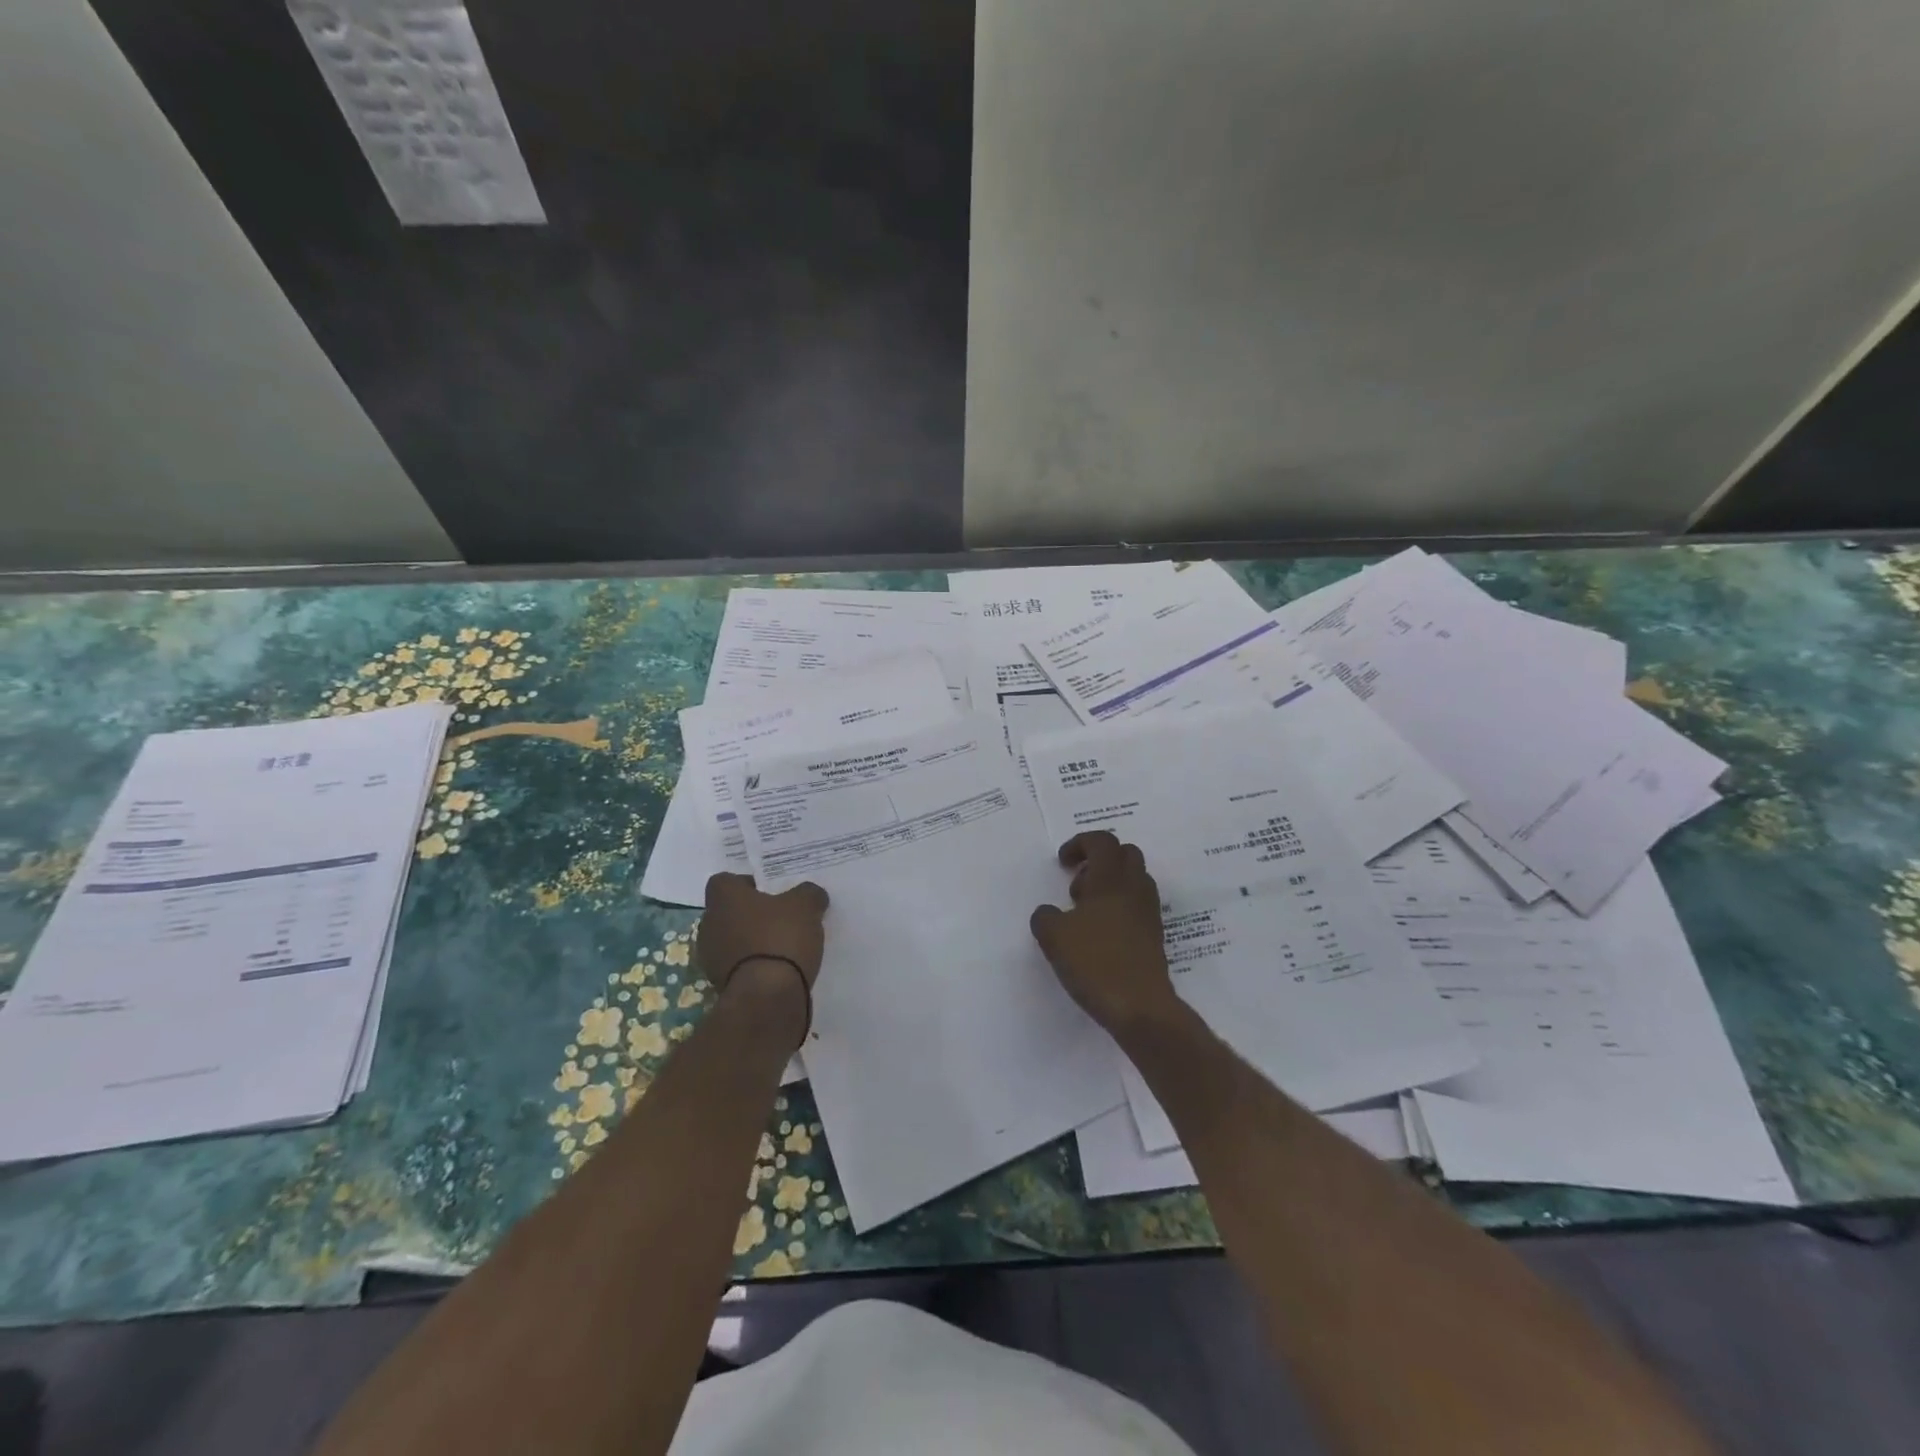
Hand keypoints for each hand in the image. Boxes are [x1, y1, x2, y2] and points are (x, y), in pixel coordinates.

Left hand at [696, 874, 829, 1014]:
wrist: (767, 998)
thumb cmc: (780, 938)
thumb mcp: (806, 906)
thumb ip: (808, 894)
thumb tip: (811, 894)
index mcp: (723, 899)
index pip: (724, 881)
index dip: (746, 883)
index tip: (769, 892)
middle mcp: (709, 924)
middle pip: (728, 912)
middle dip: (750, 914)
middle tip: (780, 917)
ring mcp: (710, 958)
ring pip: (731, 940)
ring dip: (750, 942)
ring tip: (782, 946)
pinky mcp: (719, 986)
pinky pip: (737, 966)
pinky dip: (753, 966)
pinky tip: (777, 970)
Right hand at [1029, 831, 1177, 1032]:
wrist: (1140, 1006)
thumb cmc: (1095, 962)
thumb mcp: (1053, 937)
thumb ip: (1045, 917)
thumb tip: (1050, 913)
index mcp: (1111, 879)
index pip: (1102, 841)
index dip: (1080, 843)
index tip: (1062, 863)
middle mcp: (1135, 888)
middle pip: (1125, 854)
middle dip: (1099, 860)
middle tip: (1077, 884)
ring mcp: (1149, 911)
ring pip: (1134, 879)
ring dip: (1110, 884)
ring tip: (1085, 913)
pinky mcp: (1154, 934)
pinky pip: (1137, 904)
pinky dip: (1119, 907)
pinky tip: (1100, 934)